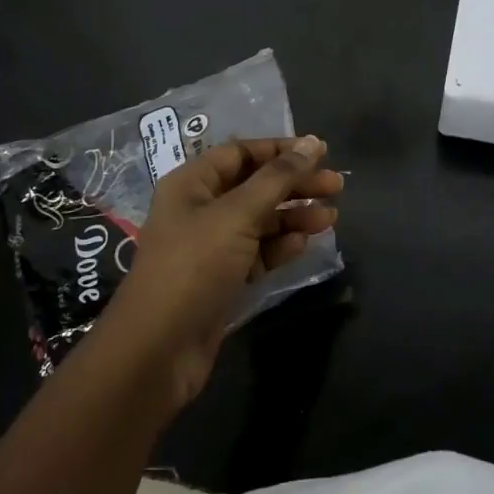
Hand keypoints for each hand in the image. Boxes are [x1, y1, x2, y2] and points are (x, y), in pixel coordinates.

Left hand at [101, 137, 340, 407]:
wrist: (157, 351)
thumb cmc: (193, 267)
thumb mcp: (237, 215)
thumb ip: (277, 178)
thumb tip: (311, 143)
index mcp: (192, 183)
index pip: (241, 152)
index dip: (280, 150)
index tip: (320, 152)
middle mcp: (199, 209)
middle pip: (255, 185)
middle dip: (295, 184)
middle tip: (336, 186)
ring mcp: (211, 246)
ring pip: (260, 220)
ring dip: (294, 215)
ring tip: (330, 218)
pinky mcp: (222, 278)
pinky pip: (258, 251)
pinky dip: (281, 246)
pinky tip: (304, 243)